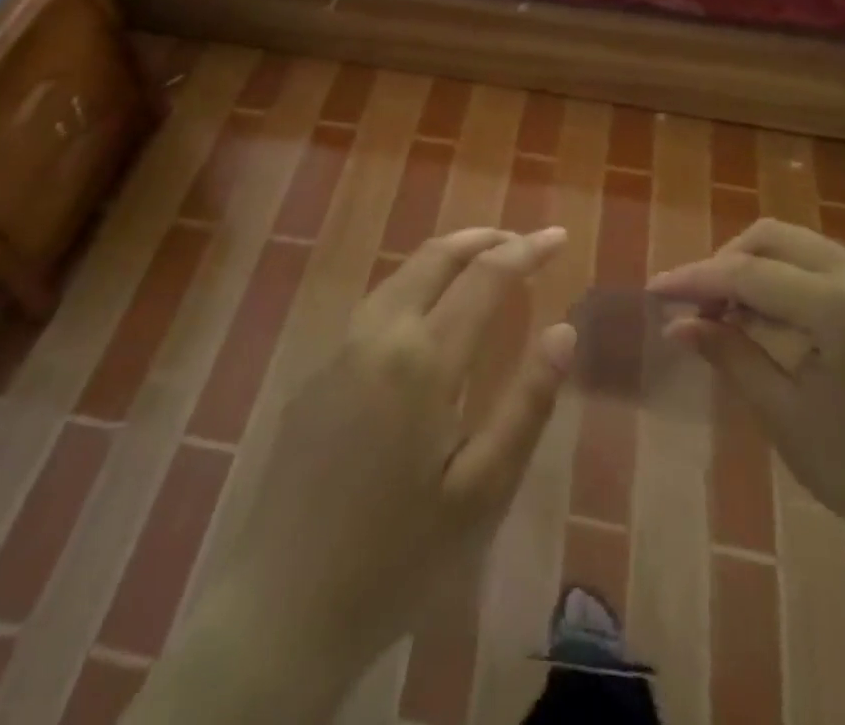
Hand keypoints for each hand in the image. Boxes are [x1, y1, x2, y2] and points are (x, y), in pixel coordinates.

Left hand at [141, 227, 574, 722]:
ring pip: (401, 274)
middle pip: (435, 256)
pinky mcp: (318, 372)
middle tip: (524, 242)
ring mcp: (340, 349)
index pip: (485, 276)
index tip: (558, 235)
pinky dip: (416, 285)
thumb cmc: (397, 557)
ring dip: (447, 257)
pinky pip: (376, 304)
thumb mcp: (482, 491)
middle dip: (484, 239)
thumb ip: (527, 403)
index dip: (526, 250)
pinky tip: (429, 314)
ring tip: (485, 264)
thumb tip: (564, 331)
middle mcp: (378, 333)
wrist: (280, 608)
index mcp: (423, 358)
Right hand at [649, 219, 844, 581]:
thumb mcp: (786, 417)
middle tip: (694, 304)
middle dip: (725, 262)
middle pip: (773, 238)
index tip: (655, 291)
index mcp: (842, 309)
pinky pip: (823, 264)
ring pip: (798, 245)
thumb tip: (676, 325)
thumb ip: (730, 356)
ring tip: (724, 312)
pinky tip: (766, 315)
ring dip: (754, 267)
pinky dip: (785, 278)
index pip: (748, 273)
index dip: (695, 279)